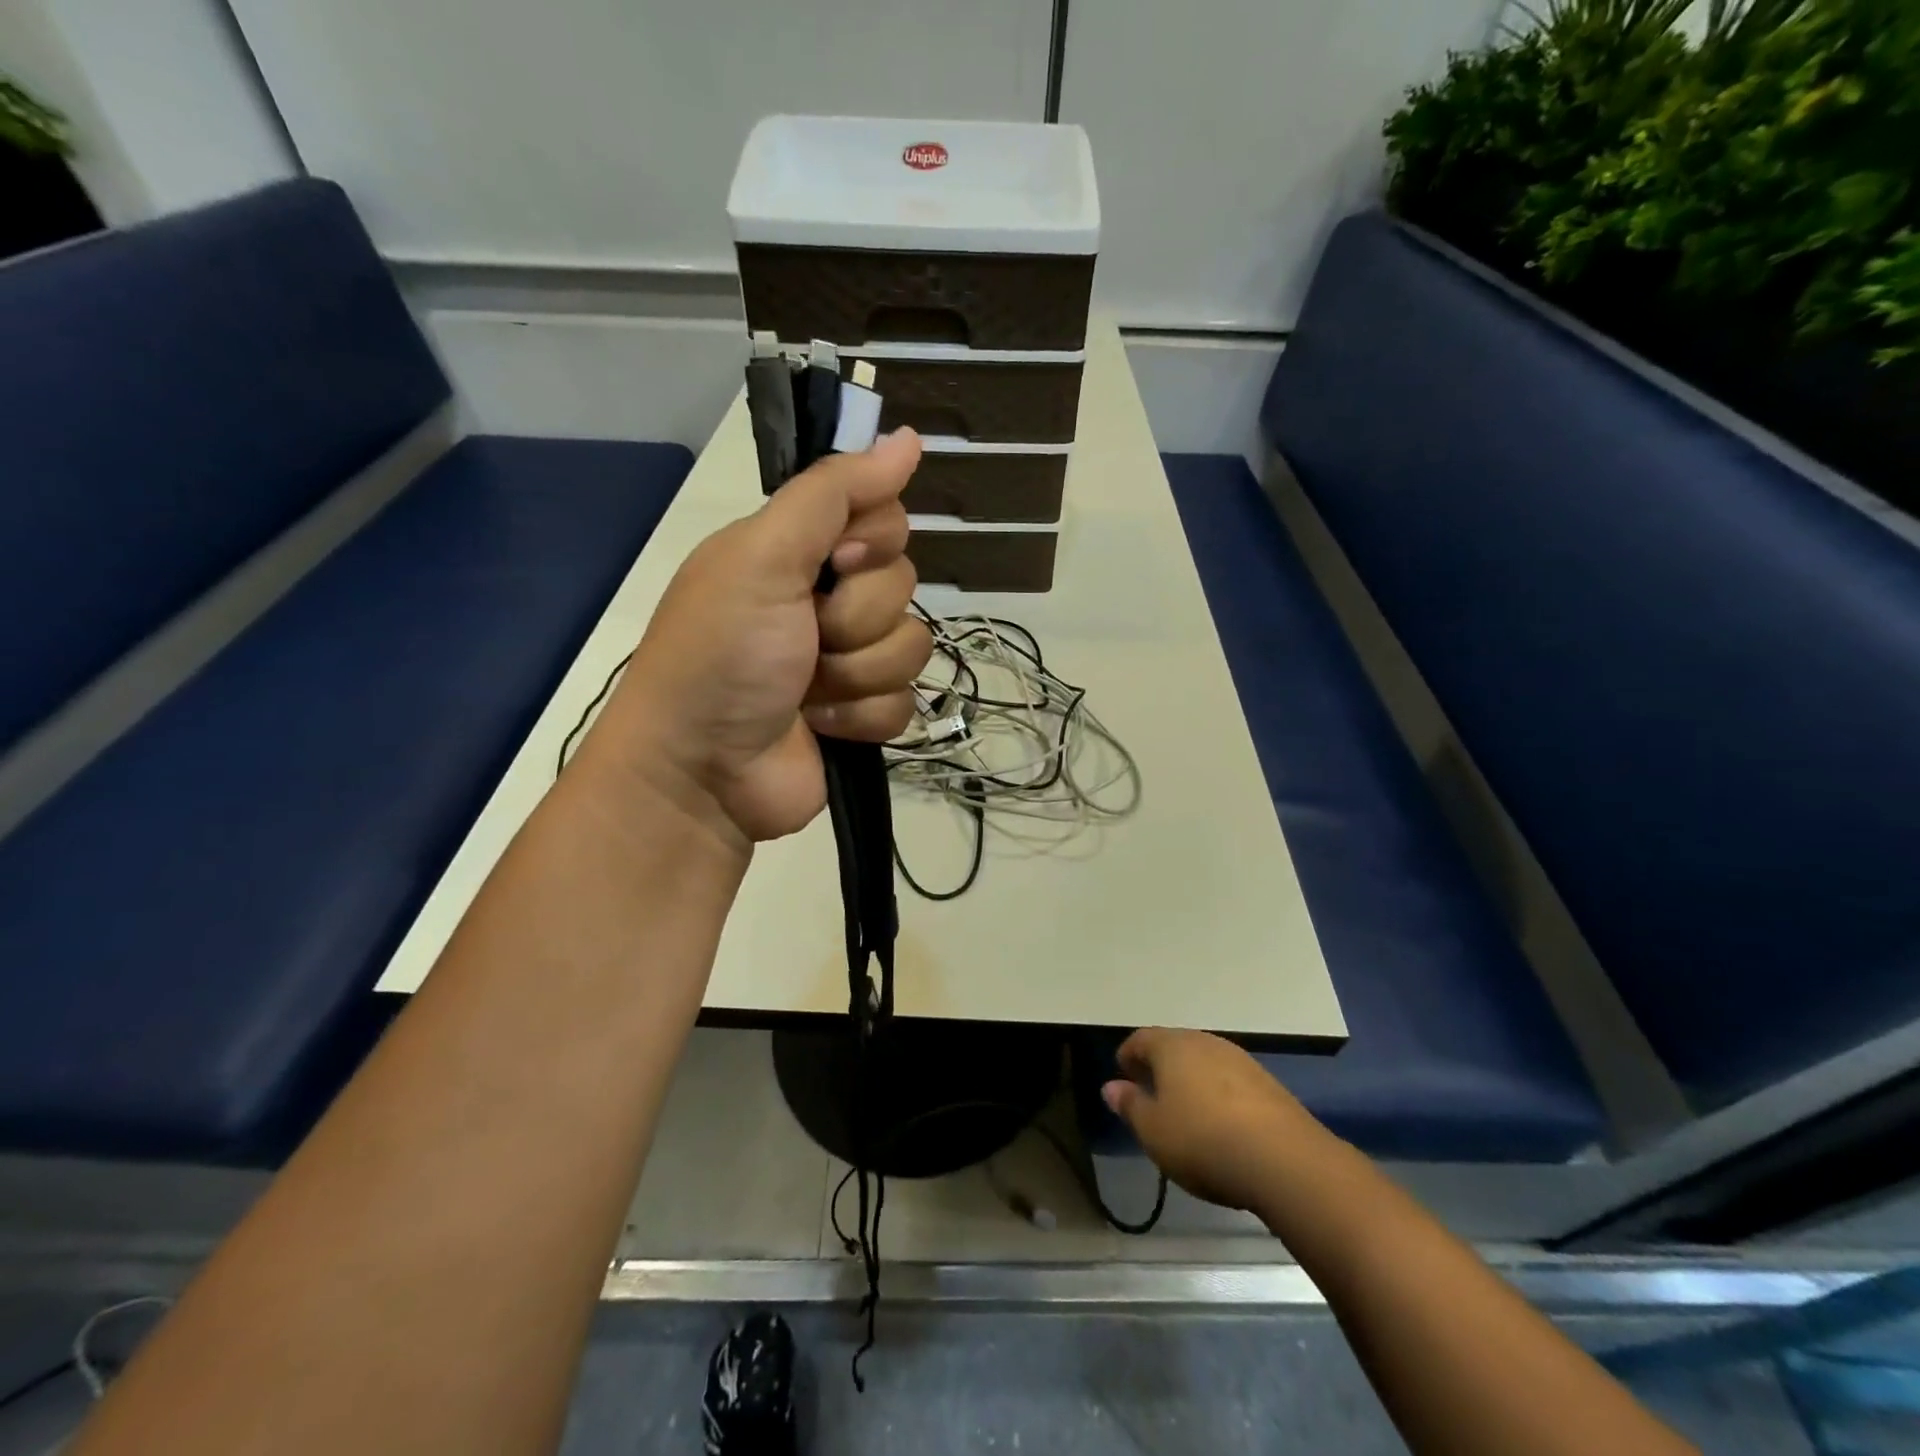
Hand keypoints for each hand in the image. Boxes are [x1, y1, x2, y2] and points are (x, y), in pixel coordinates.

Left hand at [590, 429, 931, 849]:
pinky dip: (861, 717)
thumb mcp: (763, 556)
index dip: (871, 542)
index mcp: (799, 551)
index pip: (883, 518)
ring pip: (910, 647)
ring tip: (807, 692)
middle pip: (903, 584)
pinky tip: (820, 726)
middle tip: (805, 639)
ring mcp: (847, 661)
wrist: (702, 771)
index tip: (834, 564)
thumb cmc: (722, 654)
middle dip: (856, 619)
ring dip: (856, 674)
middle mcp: (827, 599)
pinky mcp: (862, 714)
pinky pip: (904, 702)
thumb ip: (834, 493)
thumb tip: (908, 437)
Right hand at [1102, 1028, 1335, 1216]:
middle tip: (1151, 1095)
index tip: (1123, 1077)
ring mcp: (1240, 1060)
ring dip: (1191, 1080)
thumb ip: (1130, 1106)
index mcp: (1171, 1046)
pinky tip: (1221, 1124)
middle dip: (1160, 1067)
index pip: (1141, 1039)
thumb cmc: (1202, 1141)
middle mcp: (1205, 1042)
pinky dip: (1219, 1095)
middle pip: (1174, 1046)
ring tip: (1186, 1112)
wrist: (1285, 1160)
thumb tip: (1111, 1086)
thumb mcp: (1153, 1131)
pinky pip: (1231, 1081)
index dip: (1128, 1056)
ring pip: (1205, 1062)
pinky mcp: (1268, 1083)